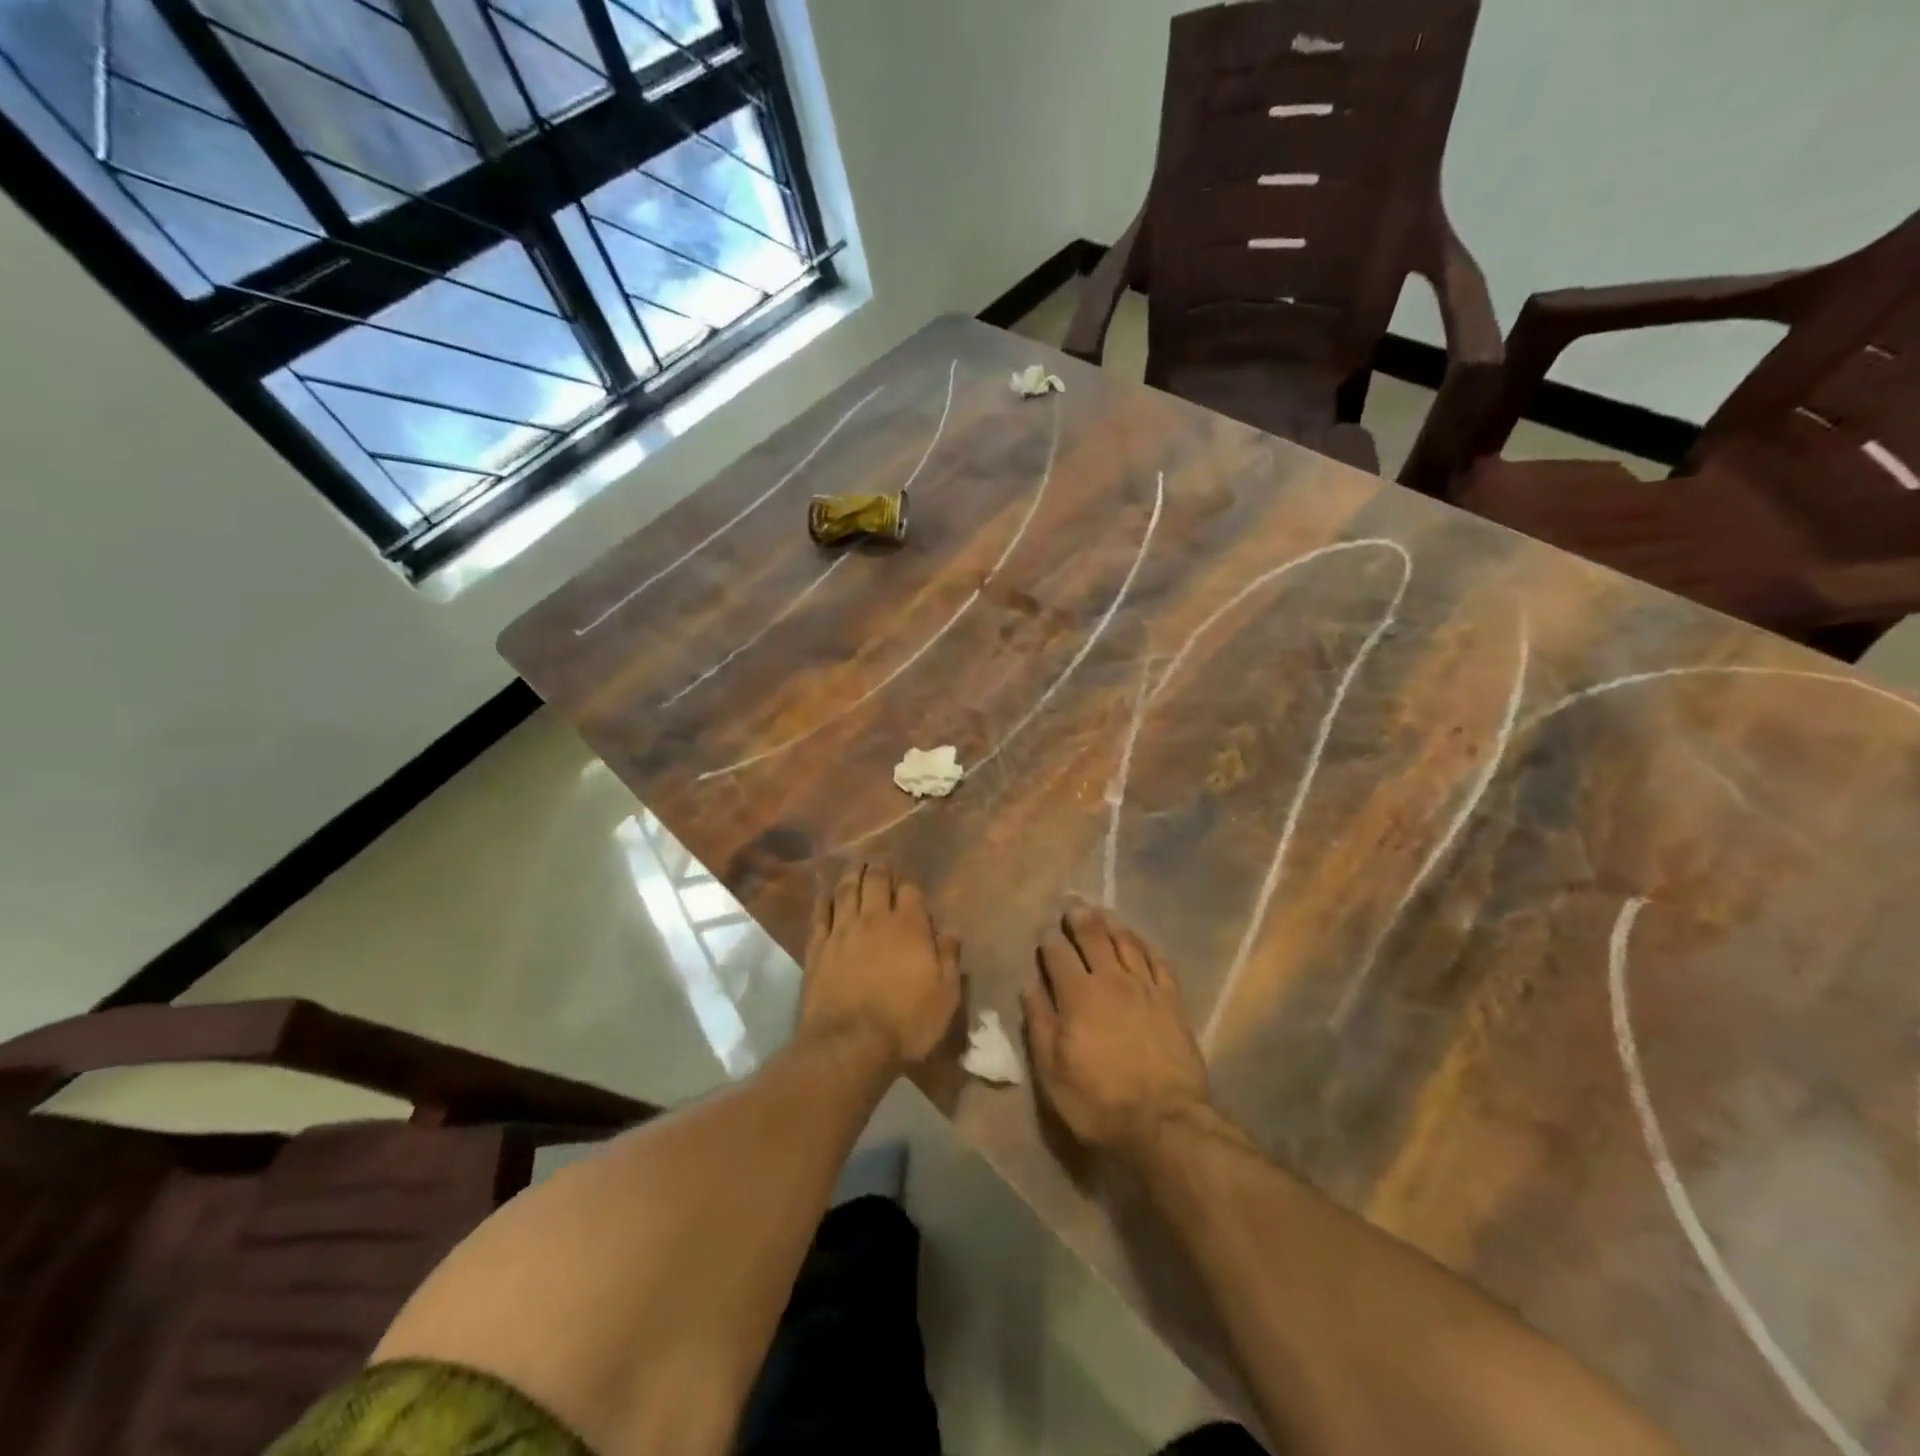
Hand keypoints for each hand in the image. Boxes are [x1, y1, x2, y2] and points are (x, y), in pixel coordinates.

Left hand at [799, 863, 960, 1067]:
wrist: (850, 1045)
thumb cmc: (906, 1023)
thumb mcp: (945, 997)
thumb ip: (949, 959)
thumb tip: (950, 932)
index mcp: (909, 927)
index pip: (911, 891)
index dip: (910, 884)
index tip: (909, 883)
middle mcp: (875, 920)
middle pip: (876, 882)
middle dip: (880, 869)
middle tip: (880, 863)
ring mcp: (843, 931)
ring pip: (847, 891)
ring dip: (853, 875)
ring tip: (856, 867)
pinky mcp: (818, 948)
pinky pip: (820, 914)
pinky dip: (824, 899)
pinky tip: (826, 892)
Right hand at [1023, 901, 1212, 1158]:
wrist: (1165, 1122)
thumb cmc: (1099, 1102)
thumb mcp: (1052, 1072)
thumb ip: (1039, 1024)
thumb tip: (1028, 986)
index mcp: (1078, 995)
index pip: (1058, 954)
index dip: (1048, 940)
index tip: (1043, 933)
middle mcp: (1111, 980)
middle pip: (1094, 937)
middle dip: (1079, 919)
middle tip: (1072, 906)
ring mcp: (1146, 987)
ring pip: (1126, 942)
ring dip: (1111, 924)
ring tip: (1101, 913)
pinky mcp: (1172, 1000)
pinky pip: (1158, 961)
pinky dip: (1145, 945)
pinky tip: (1138, 940)